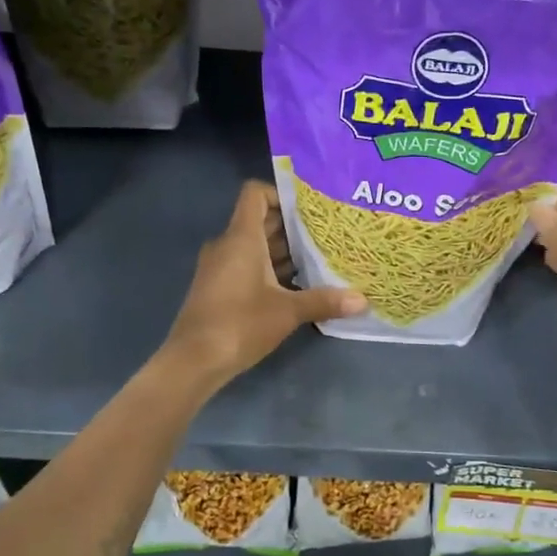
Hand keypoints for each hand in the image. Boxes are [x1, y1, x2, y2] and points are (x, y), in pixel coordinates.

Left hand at [165, 180, 364, 384]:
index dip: (281, 194)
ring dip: (283, 251)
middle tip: (327, 234)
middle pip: (260, 220)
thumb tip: (363, 300)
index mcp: (241, 238)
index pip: (256, 194)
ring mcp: (220, 266)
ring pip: (255, 245)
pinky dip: (269, 268)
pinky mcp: (218, 287)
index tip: (309, 210)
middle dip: (292, 226)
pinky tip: (296, 286)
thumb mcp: (287, 311)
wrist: (193, 361)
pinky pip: (247, 265)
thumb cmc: (240, 324)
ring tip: (319, 259)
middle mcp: (228, 245)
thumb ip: (324, 301)